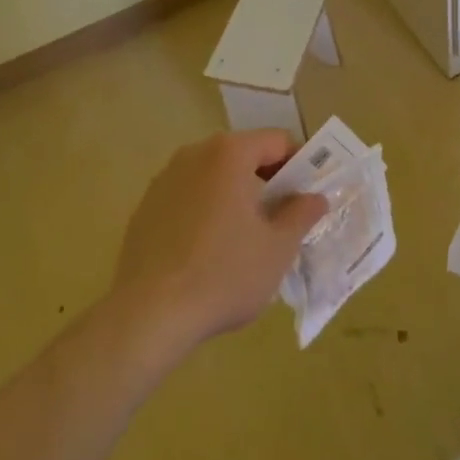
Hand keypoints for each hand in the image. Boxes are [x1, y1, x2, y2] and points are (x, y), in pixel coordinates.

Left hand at [111, 130, 327, 352]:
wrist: (147, 317)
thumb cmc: (223, 275)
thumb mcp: (278, 248)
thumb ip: (301, 214)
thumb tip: (315, 198)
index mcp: (230, 153)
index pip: (277, 141)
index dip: (299, 164)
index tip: (307, 196)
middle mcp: (194, 154)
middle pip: (244, 155)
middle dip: (267, 181)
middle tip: (282, 218)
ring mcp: (165, 180)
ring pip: (214, 177)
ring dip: (235, 196)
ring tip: (246, 238)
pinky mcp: (145, 208)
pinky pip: (188, 198)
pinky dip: (205, 212)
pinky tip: (208, 252)